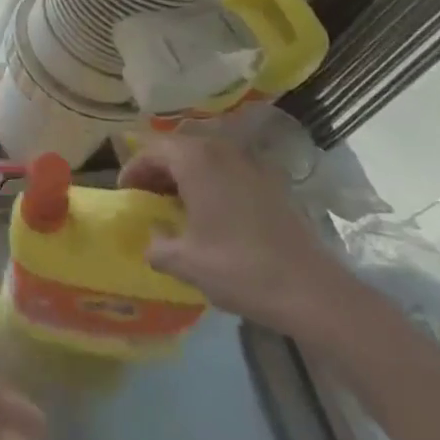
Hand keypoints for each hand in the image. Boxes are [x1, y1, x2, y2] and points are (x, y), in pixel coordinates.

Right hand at [118, 128, 345, 333]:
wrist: (313, 292)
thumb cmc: (240, 269)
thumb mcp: (186, 263)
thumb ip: (157, 246)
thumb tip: (151, 239)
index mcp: (196, 161)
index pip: (152, 150)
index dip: (134, 169)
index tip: (125, 194)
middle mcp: (222, 152)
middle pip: (179, 148)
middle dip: (158, 169)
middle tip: (147, 196)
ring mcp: (251, 165)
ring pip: (205, 157)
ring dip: (185, 174)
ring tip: (176, 204)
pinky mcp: (272, 183)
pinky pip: (229, 170)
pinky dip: (212, 182)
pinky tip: (212, 214)